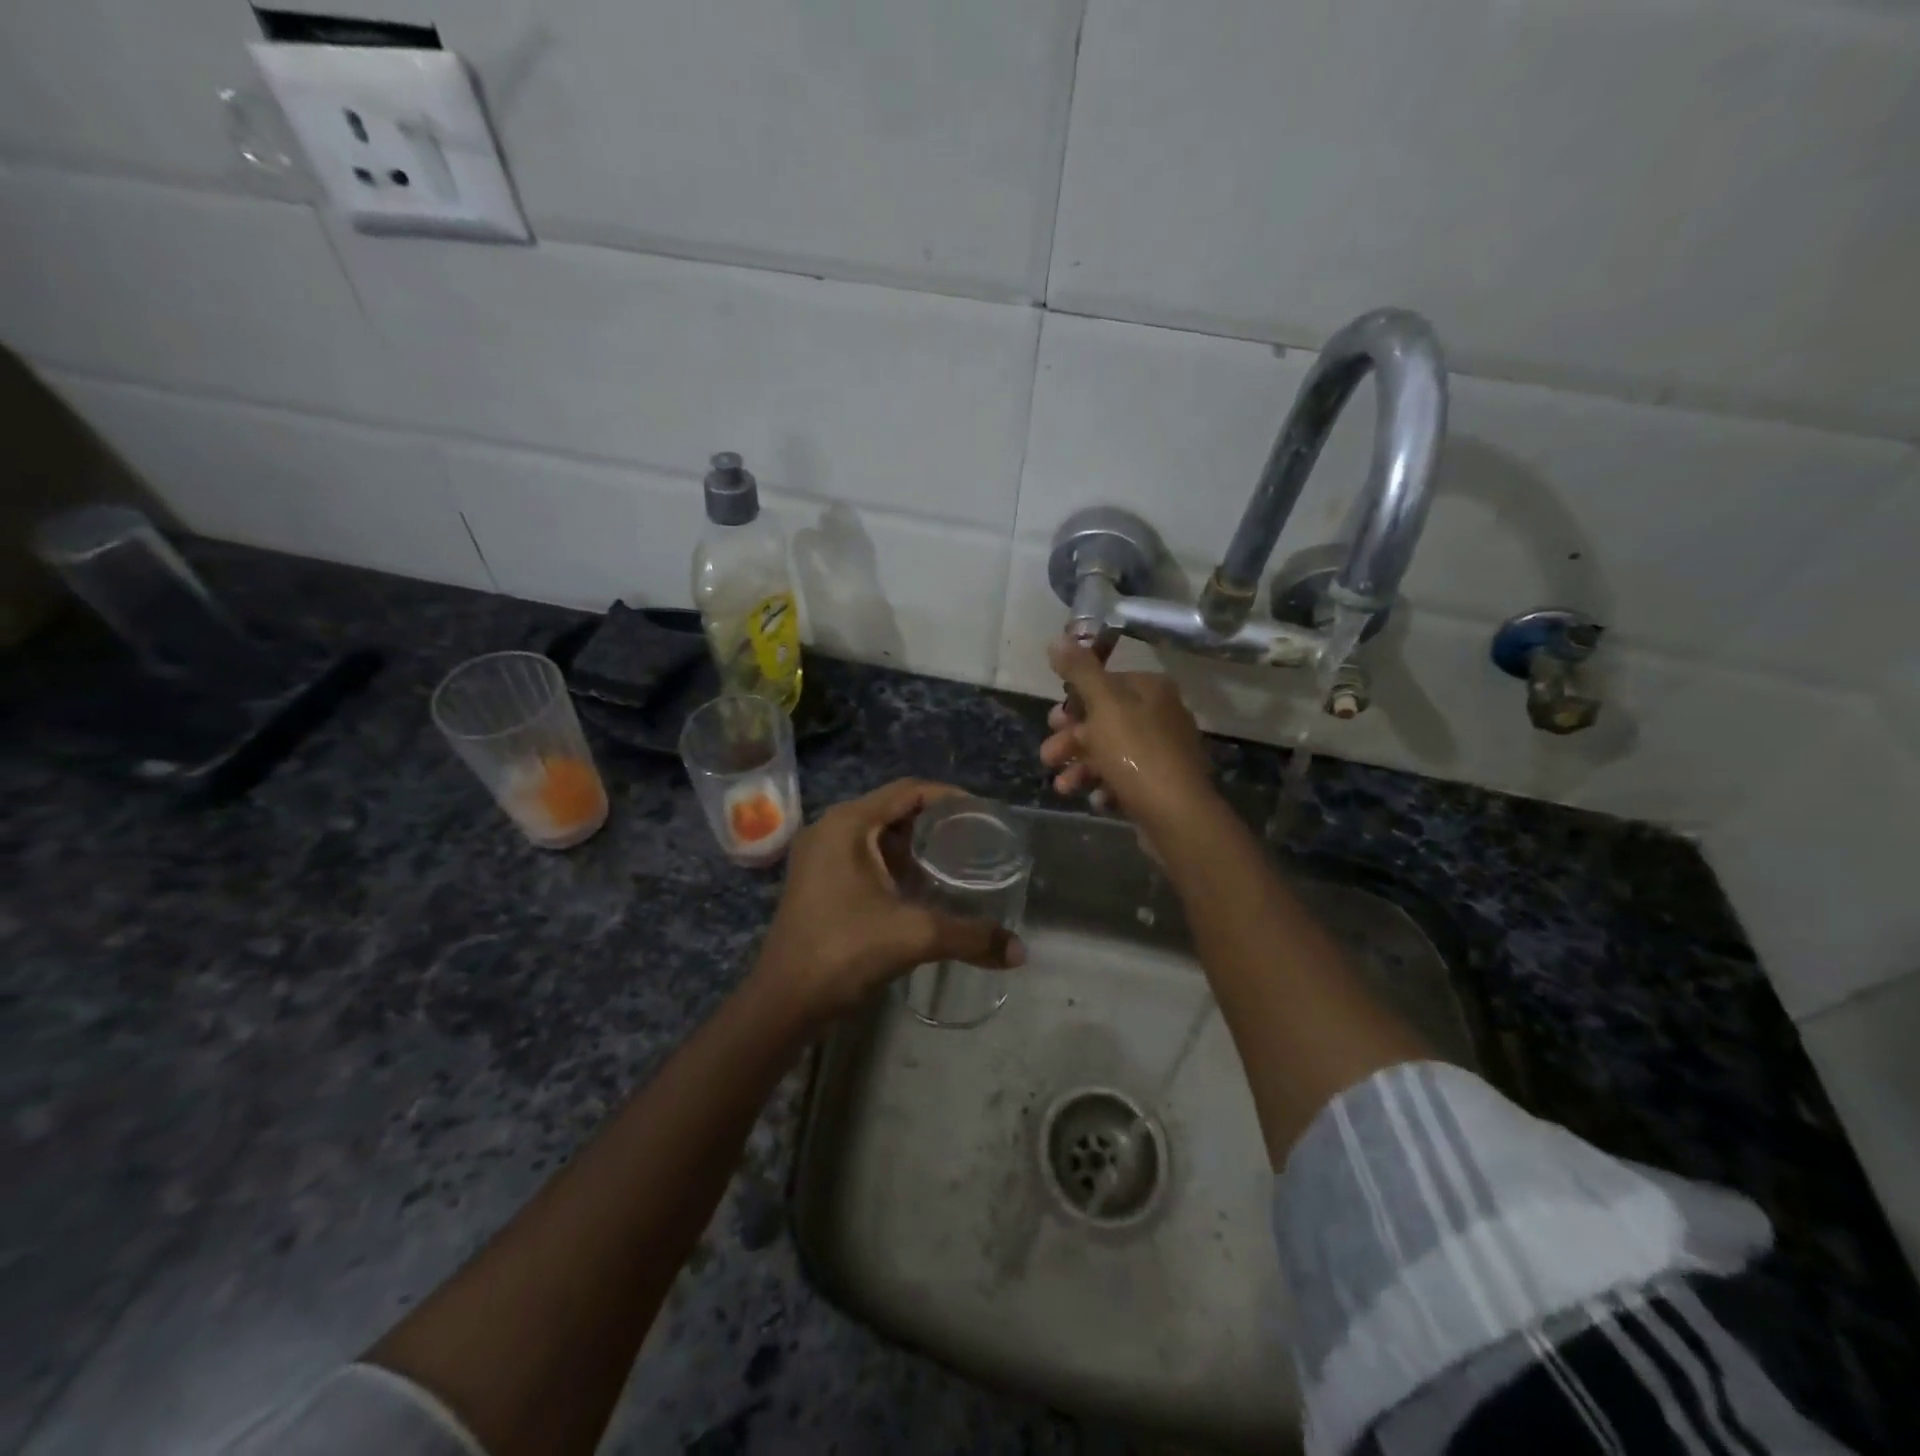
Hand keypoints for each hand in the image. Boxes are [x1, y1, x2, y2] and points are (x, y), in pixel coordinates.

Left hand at [753, 779, 1024, 1022]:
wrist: (782, 1001)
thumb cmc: (844, 951)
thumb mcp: (914, 936)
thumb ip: (970, 937)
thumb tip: (1019, 951)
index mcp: (848, 823)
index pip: (908, 790)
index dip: (949, 796)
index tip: (983, 815)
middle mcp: (830, 828)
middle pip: (892, 808)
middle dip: (934, 821)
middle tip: (974, 838)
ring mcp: (818, 855)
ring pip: (876, 833)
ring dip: (913, 843)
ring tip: (955, 859)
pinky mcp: (816, 880)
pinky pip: (862, 855)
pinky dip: (893, 862)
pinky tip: (919, 886)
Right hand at [1041, 638, 1214, 831]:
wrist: (1176, 815)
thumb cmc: (1136, 752)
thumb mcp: (1103, 705)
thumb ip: (1079, 671)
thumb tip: (1057, 638)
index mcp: (1151, 690)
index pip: (1105, 684)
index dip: (1074, 702)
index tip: (1053, 721)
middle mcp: (1161, 715)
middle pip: (1103, 720)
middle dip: (1071, 740)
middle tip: (1049, 757)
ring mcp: (1162, 753)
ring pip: (1110, 753)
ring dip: (1080, 768)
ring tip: (1063, 787)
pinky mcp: (1160, 785)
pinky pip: (1125, 780)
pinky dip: (1105, 787)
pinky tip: (1096, 800)